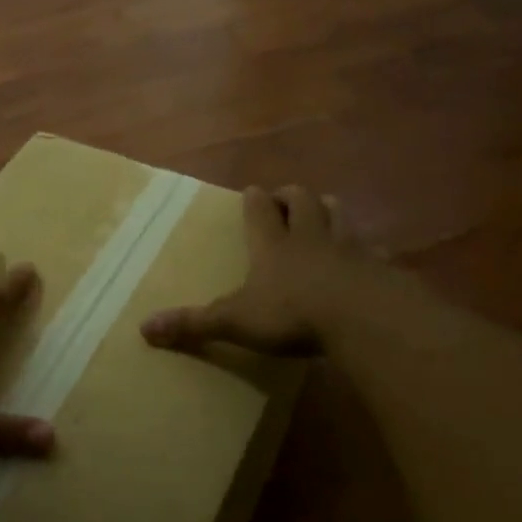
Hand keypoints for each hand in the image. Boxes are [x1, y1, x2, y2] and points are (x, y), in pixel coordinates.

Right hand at [141, 185, 378, 357]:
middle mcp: (310, 237)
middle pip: (302, 201)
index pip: (260, 210)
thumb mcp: (235, 321)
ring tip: (324, 212)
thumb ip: (193, 324)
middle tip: (286, 199)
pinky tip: (368, 259)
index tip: (252, 192)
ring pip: (339, 214)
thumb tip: (143, 329)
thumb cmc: (292, 313)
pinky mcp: (379, 267)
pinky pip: (373, 250)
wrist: (362, 317)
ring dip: (329, 210)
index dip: (254, 200)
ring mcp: (348, 248)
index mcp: (272, 245)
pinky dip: (367, 250)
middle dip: (292, 196)